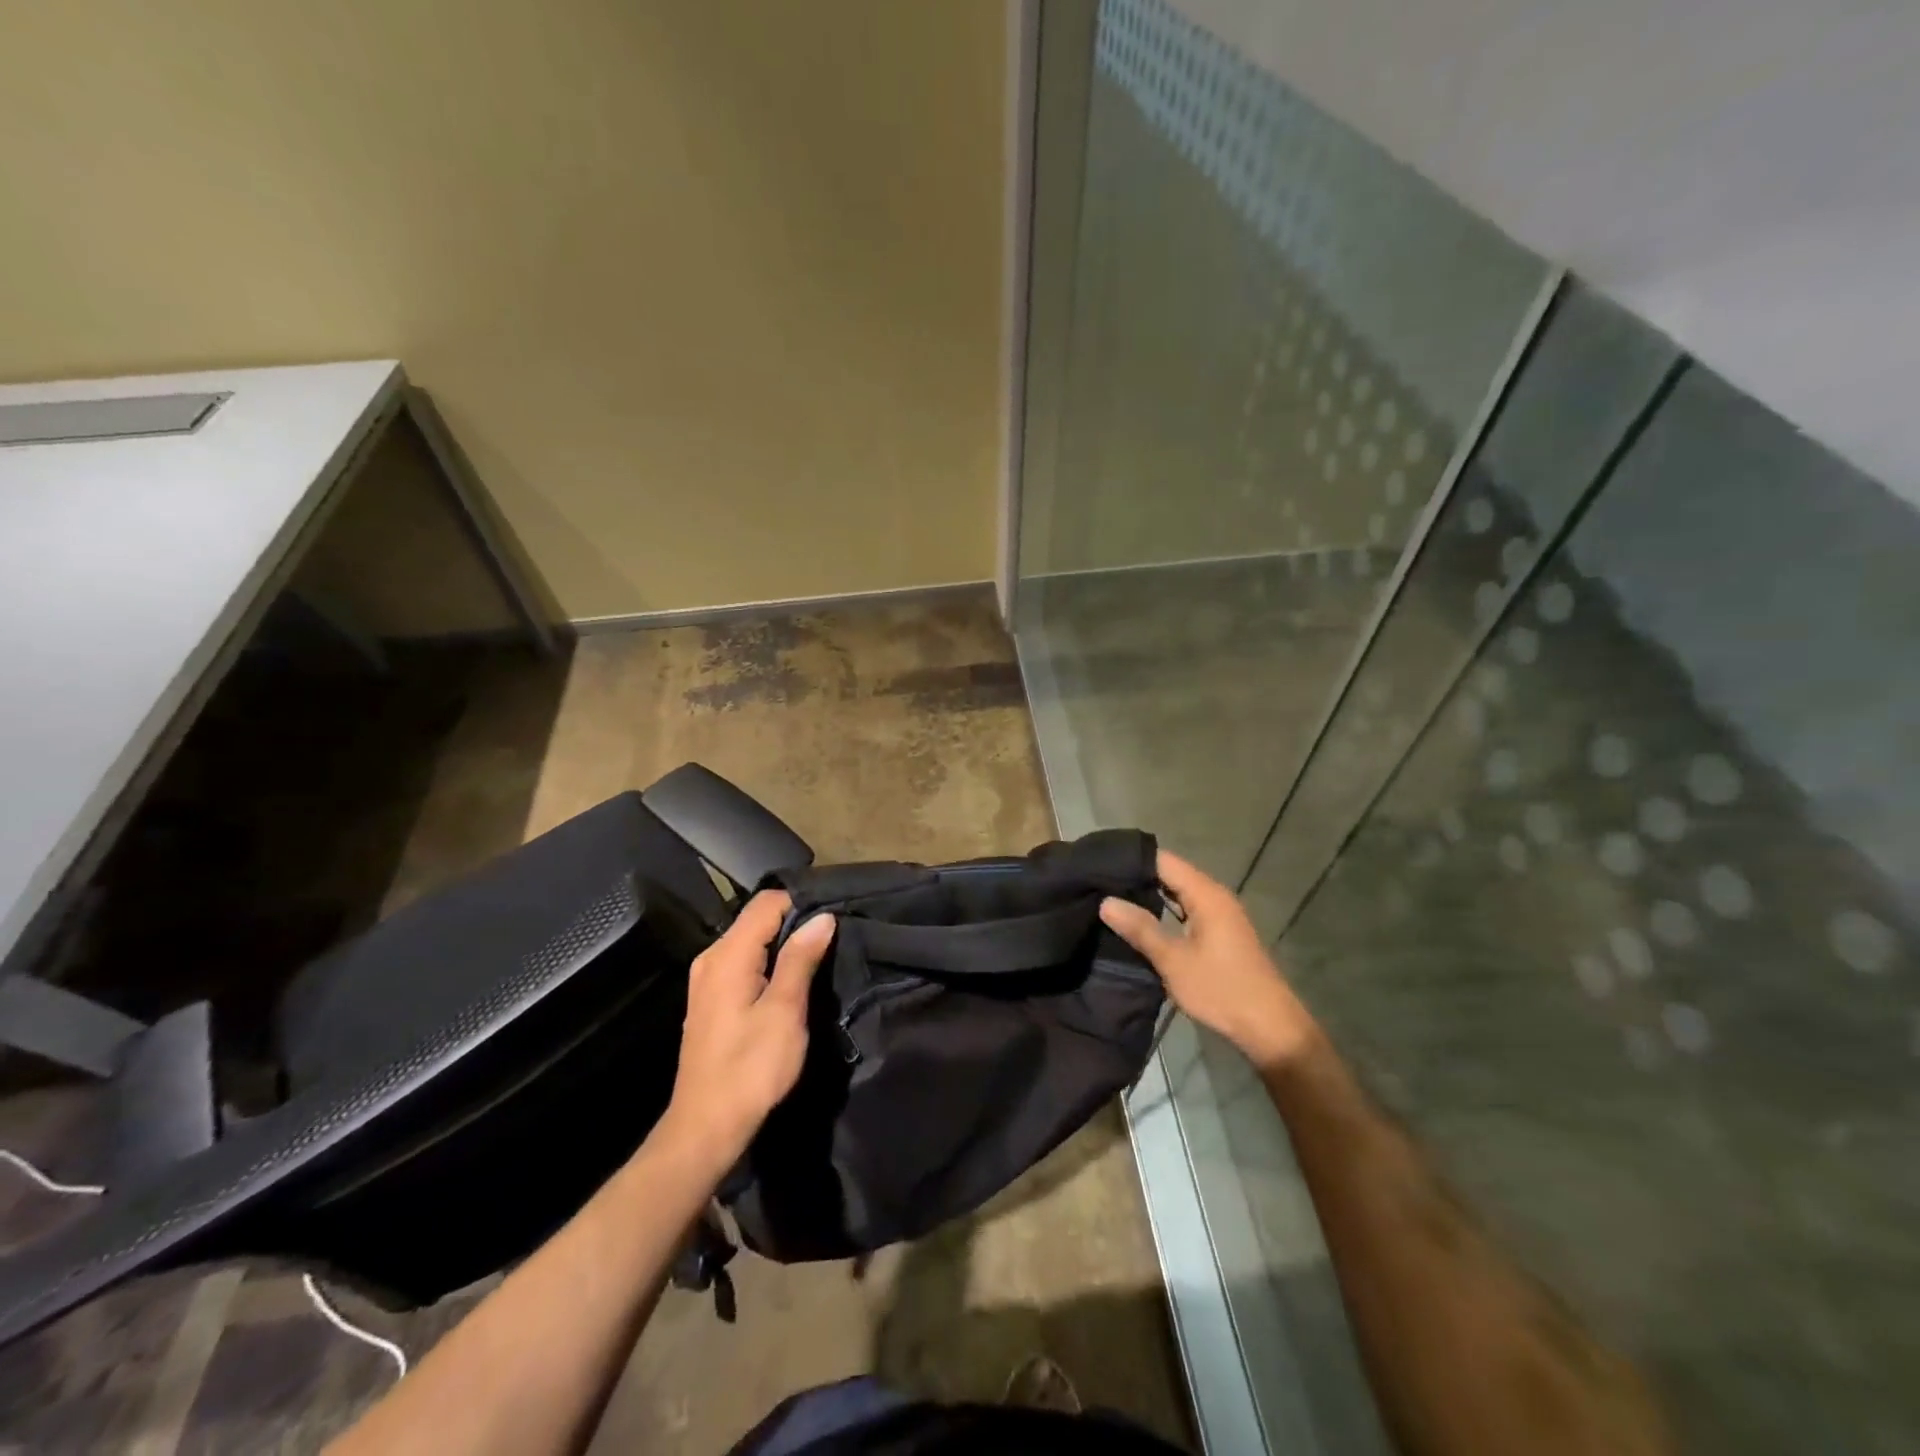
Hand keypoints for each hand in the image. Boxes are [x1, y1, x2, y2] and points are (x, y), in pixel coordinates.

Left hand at [664, 891, 833, 1161]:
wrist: (706, 1127)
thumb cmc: (750, 1069)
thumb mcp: (784, 1012)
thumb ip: (800, 959)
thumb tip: (822, 917)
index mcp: (728, 955)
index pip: (767, 902)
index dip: (801, 904)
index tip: (832, 920)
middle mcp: (711, 958)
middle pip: (756, 918)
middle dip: (794, 923)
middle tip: (831, 940)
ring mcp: (707, 980)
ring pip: (750, 941)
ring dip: (783, 945)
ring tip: (817, 960)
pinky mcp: (711, 1000)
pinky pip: (743, 962)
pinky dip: (767, 964)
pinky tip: (789, 984)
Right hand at [1100, 849, 1317, 1070]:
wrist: (1270, 1028)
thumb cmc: (1221, 989)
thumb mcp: (1173, 960)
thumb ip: (1140, 928)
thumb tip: (1106, 901)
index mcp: (1206, 894)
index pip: (1163, 861)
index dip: (1132, 860)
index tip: (1099, 866)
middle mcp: (1215, 896)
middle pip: (1171, 874)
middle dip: (1137, 877)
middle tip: (1098, 884)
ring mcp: (1220, 915)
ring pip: (1178, 893)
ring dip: (1150, 896)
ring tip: (1111, 900)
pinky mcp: (1220, 933)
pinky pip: (1186, 910)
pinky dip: (1164, 912)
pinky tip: (1141, 922)